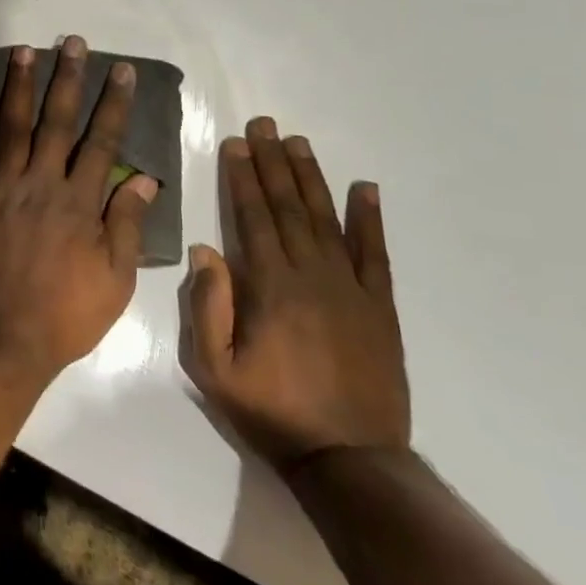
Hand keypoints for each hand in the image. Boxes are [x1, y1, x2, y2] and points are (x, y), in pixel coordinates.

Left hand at [0, 37, 158, 385]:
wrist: (1, 337)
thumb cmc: (65, 314)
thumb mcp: (115, 279)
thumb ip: (127, 225)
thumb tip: (146, 180)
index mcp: (80, 202)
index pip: (103, 142)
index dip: (113, 105)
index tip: (120, 71)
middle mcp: (42, 183)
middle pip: (58, 122)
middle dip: (68, 79)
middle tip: (73, 43)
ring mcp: (2, 188)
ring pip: (13, 127)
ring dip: (19, 86)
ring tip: (25, 50)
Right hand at [182, 117, 409, 472]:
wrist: (350, 459)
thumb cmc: (272, 412)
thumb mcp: (216, 368)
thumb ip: (208, 306)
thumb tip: (205, 249)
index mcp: (270, 286)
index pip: (252, 217)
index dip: (242, 177)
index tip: (236, 143)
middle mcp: (311, 275)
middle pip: (288, 207)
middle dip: (272, 162)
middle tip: (264, 125)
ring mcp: (351, 288)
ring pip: (327, 219)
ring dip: (311, 178)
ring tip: (298, 143)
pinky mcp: (380, 307)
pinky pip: (376, 254)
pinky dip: (370, 219)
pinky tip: (366, 189)